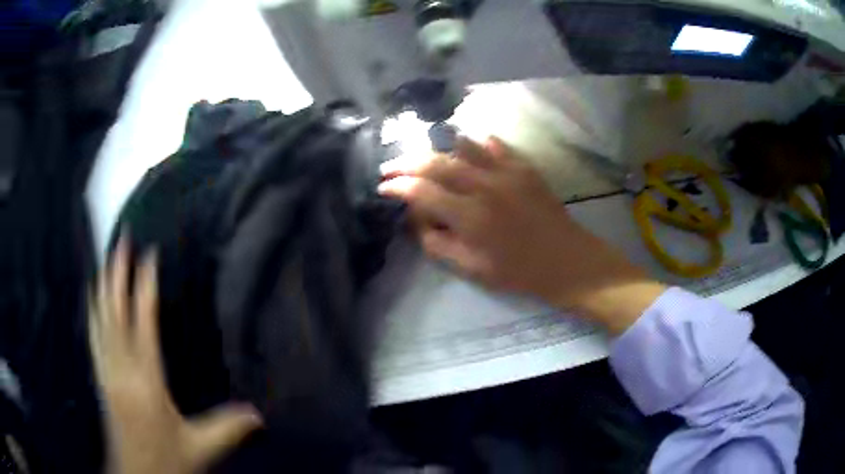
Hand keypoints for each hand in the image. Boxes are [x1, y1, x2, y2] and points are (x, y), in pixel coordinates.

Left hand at [89, 236, 261, 473]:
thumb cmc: (165, 461)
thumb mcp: (200, 449)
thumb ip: (227, 428)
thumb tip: (260, 414)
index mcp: (146, 382)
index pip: (143, 323)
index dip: (144, 286)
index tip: (149, 256)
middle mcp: (122, 370)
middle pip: (115, 312)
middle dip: (118, 273)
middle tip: (122, 241)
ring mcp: (107, 373)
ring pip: (101, 320)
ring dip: (103, 287)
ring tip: (106, 260)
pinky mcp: (101, 379)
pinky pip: (93, 336)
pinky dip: (92, 311)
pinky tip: (91, 298)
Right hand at [379, 136, 664, 333]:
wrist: (566, 261)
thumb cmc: (518, 271)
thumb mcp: (472, 269)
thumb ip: (439, 244)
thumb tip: (418, 222)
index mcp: (469, 216)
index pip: (421, 192)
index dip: (397, 187)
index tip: (383, 187)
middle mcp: (483, 186)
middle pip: (436, 163)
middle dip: (407, 163)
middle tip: (391, 166)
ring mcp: (506, 172)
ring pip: (463, 146)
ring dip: (437, 147)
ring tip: (424, 153)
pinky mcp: (523, 167)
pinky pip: (495, 146)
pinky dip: (477, 143)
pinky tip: (469, 145)